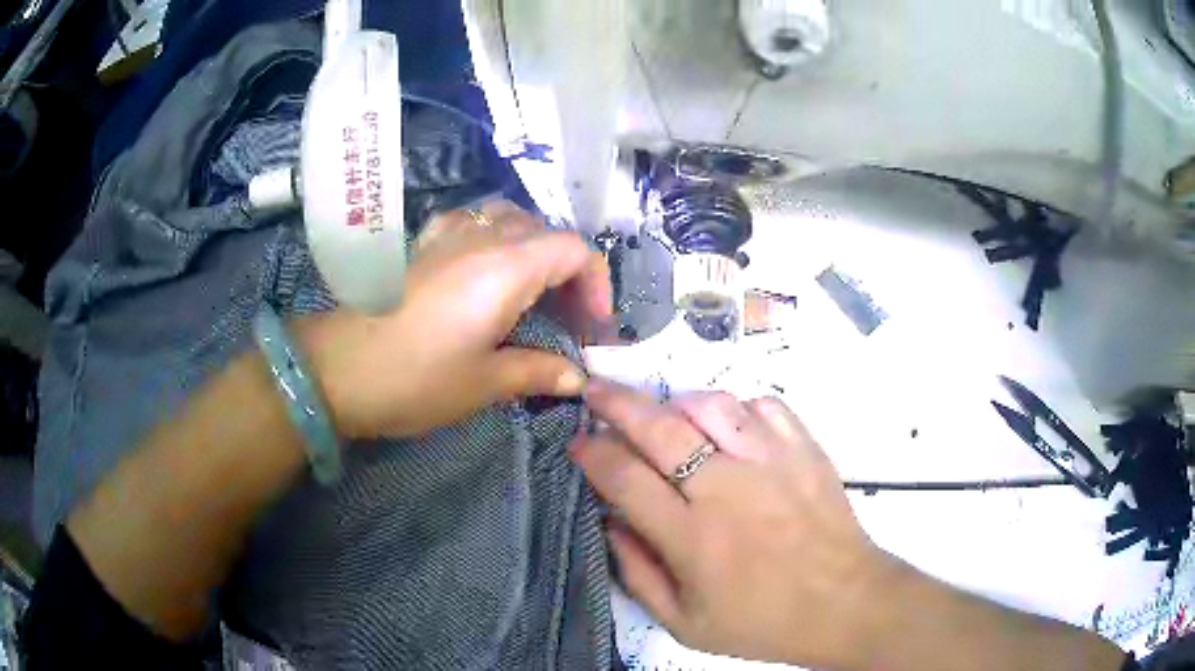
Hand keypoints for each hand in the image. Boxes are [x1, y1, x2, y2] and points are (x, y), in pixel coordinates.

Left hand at [299, 201, 612, 438]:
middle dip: (569, 270)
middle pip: (545, 231)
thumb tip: (577, 378)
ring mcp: (447, 235)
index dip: (596, 282)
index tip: (593, 325)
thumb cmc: (415, 379)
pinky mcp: (421, 245)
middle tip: (568, 316)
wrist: (336, 368)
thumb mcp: (484, 382)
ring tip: (533, 289)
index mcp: (506, 267)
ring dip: (533, 248)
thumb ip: (538, 371)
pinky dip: (492, 238)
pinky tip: (483, 268)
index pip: (574, 249)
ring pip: (509, 219)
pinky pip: (470, 222)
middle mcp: (481, 237)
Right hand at [571, 381, 892, 667]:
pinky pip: (762, 404)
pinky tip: (728, 424)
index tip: (578, 441)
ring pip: (709, 404)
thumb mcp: (685, 623)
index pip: (624, 478)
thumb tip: (609, 522)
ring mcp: (770, 462)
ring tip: (663, 412)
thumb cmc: (762, 621)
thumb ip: (638, 574)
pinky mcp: (804, 449)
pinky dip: (735, 406)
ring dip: (675, 402)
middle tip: (594, 391)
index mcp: (692, 538)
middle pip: (658, 428)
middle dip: (615, 403)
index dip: (593, 453)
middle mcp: (726, 490)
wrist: (844, 602)